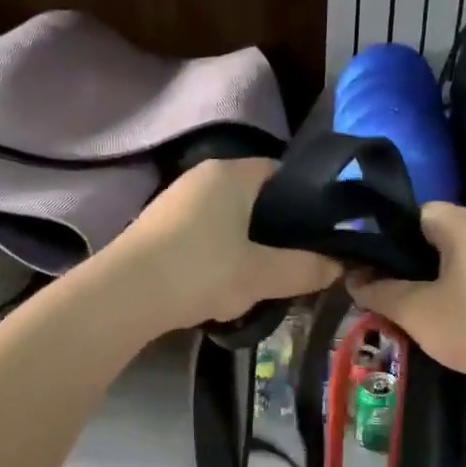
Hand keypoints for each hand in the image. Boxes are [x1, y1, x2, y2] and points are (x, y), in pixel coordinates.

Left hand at [107, 160, 339, 330]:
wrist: (125, 294)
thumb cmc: (200, 272)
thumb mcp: (261, 275)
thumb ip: (305, 268)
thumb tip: (341, 265)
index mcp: (233, 173)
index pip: (282, 172)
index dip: (306, 201)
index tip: (320, 233)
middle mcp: (203, 175)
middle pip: (254, 194)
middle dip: (276, 225)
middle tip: (296, 258)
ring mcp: (176, 197)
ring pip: (228, 214)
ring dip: (246, 240)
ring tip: (263, 273)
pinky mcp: (158, 224)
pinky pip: (203, 229)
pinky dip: (219, 248)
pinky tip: (224, 277)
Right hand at [350, 202, 465, 386]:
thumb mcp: (416, 312)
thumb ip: (379, 292)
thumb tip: (352, 279)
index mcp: (464, 221)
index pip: (414, 214)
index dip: (386, 239)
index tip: (368, 268)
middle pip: (435, 235)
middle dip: (407, 263)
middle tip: (382, 292)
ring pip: (456, 257)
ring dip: (432, 280)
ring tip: (408, 308)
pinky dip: (457, 290)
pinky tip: (446, 318)